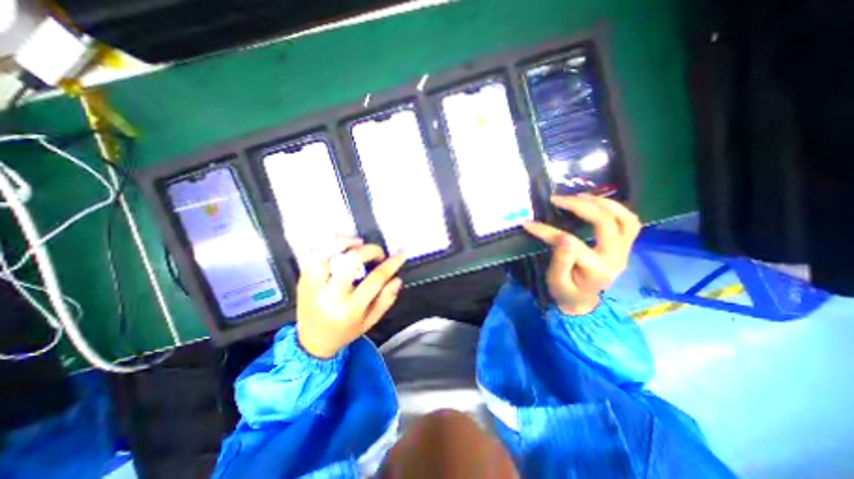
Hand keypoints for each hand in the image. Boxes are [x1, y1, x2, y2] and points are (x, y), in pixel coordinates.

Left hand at [298, 240, 405, 357]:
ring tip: (358, 242)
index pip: (375, 279)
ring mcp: (313, 286)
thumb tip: (396, 279)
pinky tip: (340, 246)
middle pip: (350, 262)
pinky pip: (313, 256)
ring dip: (345, 242)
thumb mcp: (371, 321)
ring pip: (327, 254)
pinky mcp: (303, 280)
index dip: (391, 264)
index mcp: (350, 309)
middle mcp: (330, 296)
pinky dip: (328, 246)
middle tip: (379, 253)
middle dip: (370, 251)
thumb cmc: (345, 332)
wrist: (312, 343)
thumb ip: (386, 300)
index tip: (401, 255)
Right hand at [525, 193, 636, 315]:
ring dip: (602, 202)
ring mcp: (624, 251)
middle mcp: (616, 258)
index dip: (547, 231)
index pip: (571, 243)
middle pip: (605, 222)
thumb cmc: (566, 292)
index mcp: (596, 270)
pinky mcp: (625, 246)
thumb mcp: (556, 282)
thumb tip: (562, 238)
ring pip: (625, 218)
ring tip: (578, 196)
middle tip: (557, 199)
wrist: (583, 301)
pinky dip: (615, 208)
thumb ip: (560, 262)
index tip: (528, 223)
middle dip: (580, 206)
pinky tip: (595, 203)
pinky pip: (630, 221)